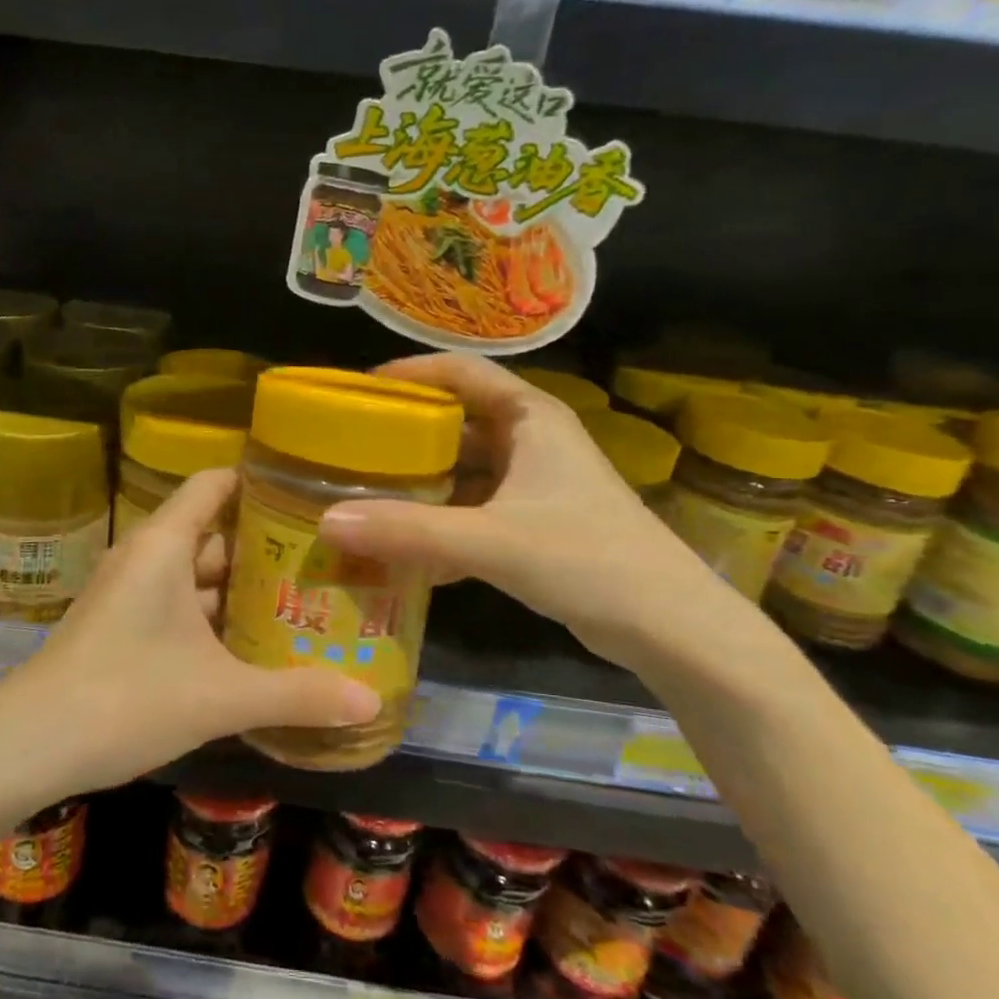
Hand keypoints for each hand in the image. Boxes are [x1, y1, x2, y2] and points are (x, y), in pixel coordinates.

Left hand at [0, 468, 380, 793]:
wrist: (27, 747)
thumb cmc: (126, 698)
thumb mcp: (220, 696)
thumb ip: (297, 696)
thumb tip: (371, 702)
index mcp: (164, 544)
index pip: (215, 483)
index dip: (260, 483)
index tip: (311, 497)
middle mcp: (146, 556)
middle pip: (214, 532)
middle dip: (265, 548)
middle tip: (325, 561)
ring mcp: (129, 592)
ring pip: (196, 574)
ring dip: (241, 589)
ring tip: (301, 602)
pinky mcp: (120, 626)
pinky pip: (178, 605)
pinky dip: (214, 617)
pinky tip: (251, 646)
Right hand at [315, 353, 737, 673]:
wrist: (671, 627)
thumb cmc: (587, 559)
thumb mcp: (492, 541)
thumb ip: (410, 532)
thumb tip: (327, 523)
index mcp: (530, 417)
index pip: (461, 371)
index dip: (410, 373)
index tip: (358, 390)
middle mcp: (532, 440)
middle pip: (456, 422)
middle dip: (404, 436)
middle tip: (349, 450)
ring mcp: (535, 484)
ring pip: (463, 471)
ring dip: (420, 485)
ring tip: (365, 497)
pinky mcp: (536, 524)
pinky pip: (474, 511)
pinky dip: (441, 525)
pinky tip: (404, 553)